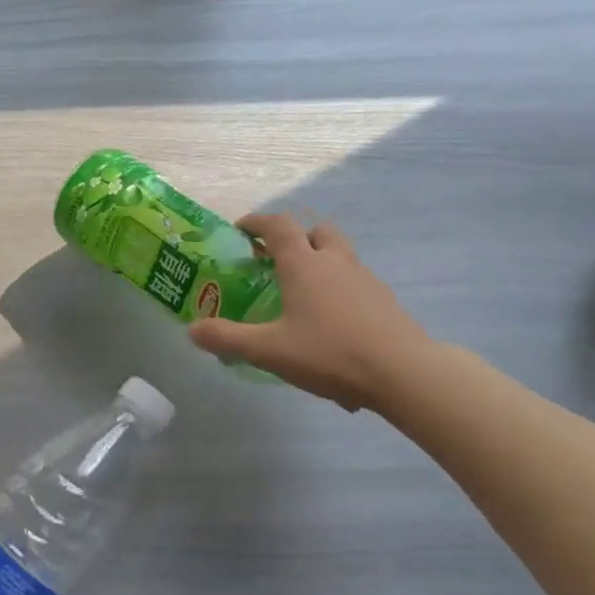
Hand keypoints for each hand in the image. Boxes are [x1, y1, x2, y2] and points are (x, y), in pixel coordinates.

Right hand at [189, 213, 429, 411]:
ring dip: (320, 261)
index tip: (242, 229)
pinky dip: (339, 287)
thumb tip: (192, 330)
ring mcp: (364, 278)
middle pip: (316, 231)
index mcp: (304, 265)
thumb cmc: (329, 353)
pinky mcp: (383, 299)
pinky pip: (355, 281)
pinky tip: (331, 321)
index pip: (278, 226)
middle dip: (295, 238)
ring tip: (303, 293)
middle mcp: (335, 261)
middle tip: (277, 260)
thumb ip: (227, 339)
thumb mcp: (269, 351)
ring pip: (339, 254)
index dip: (257, 222)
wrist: (401, 371)